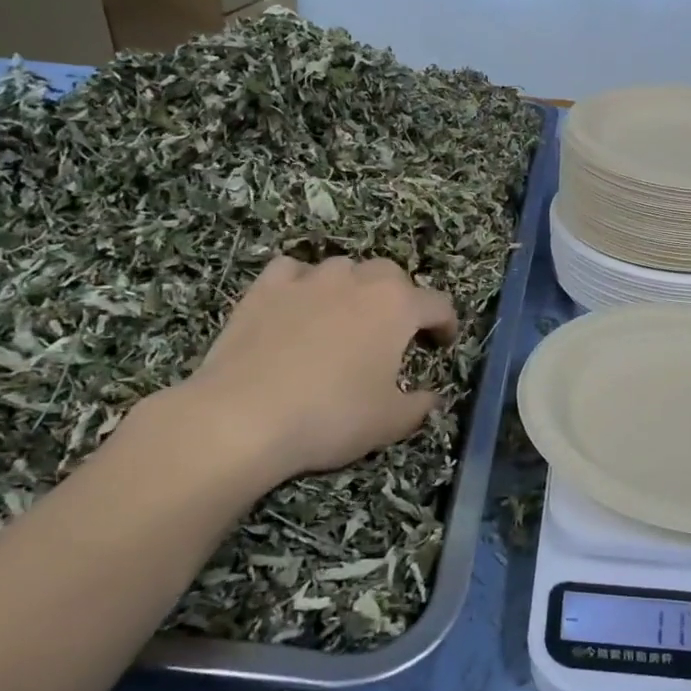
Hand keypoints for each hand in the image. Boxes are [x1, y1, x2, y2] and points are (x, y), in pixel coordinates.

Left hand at [128, 255, 456, 510]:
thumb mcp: (390, 422)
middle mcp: (358, 280)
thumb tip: (431, 397)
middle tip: (394, 332)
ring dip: (353, 287)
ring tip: (345, 318)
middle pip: (392, 275)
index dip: (446, 324)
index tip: (443, 344)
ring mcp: (309, 279)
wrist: (243, 416)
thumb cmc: (331, 417)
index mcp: (397, 307)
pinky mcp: (265, 288)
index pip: (437, 304)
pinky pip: (293, 271)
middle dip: (401, 298)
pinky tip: (298, 304)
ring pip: (343, 268)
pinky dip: (302, 282)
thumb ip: (419, 406)